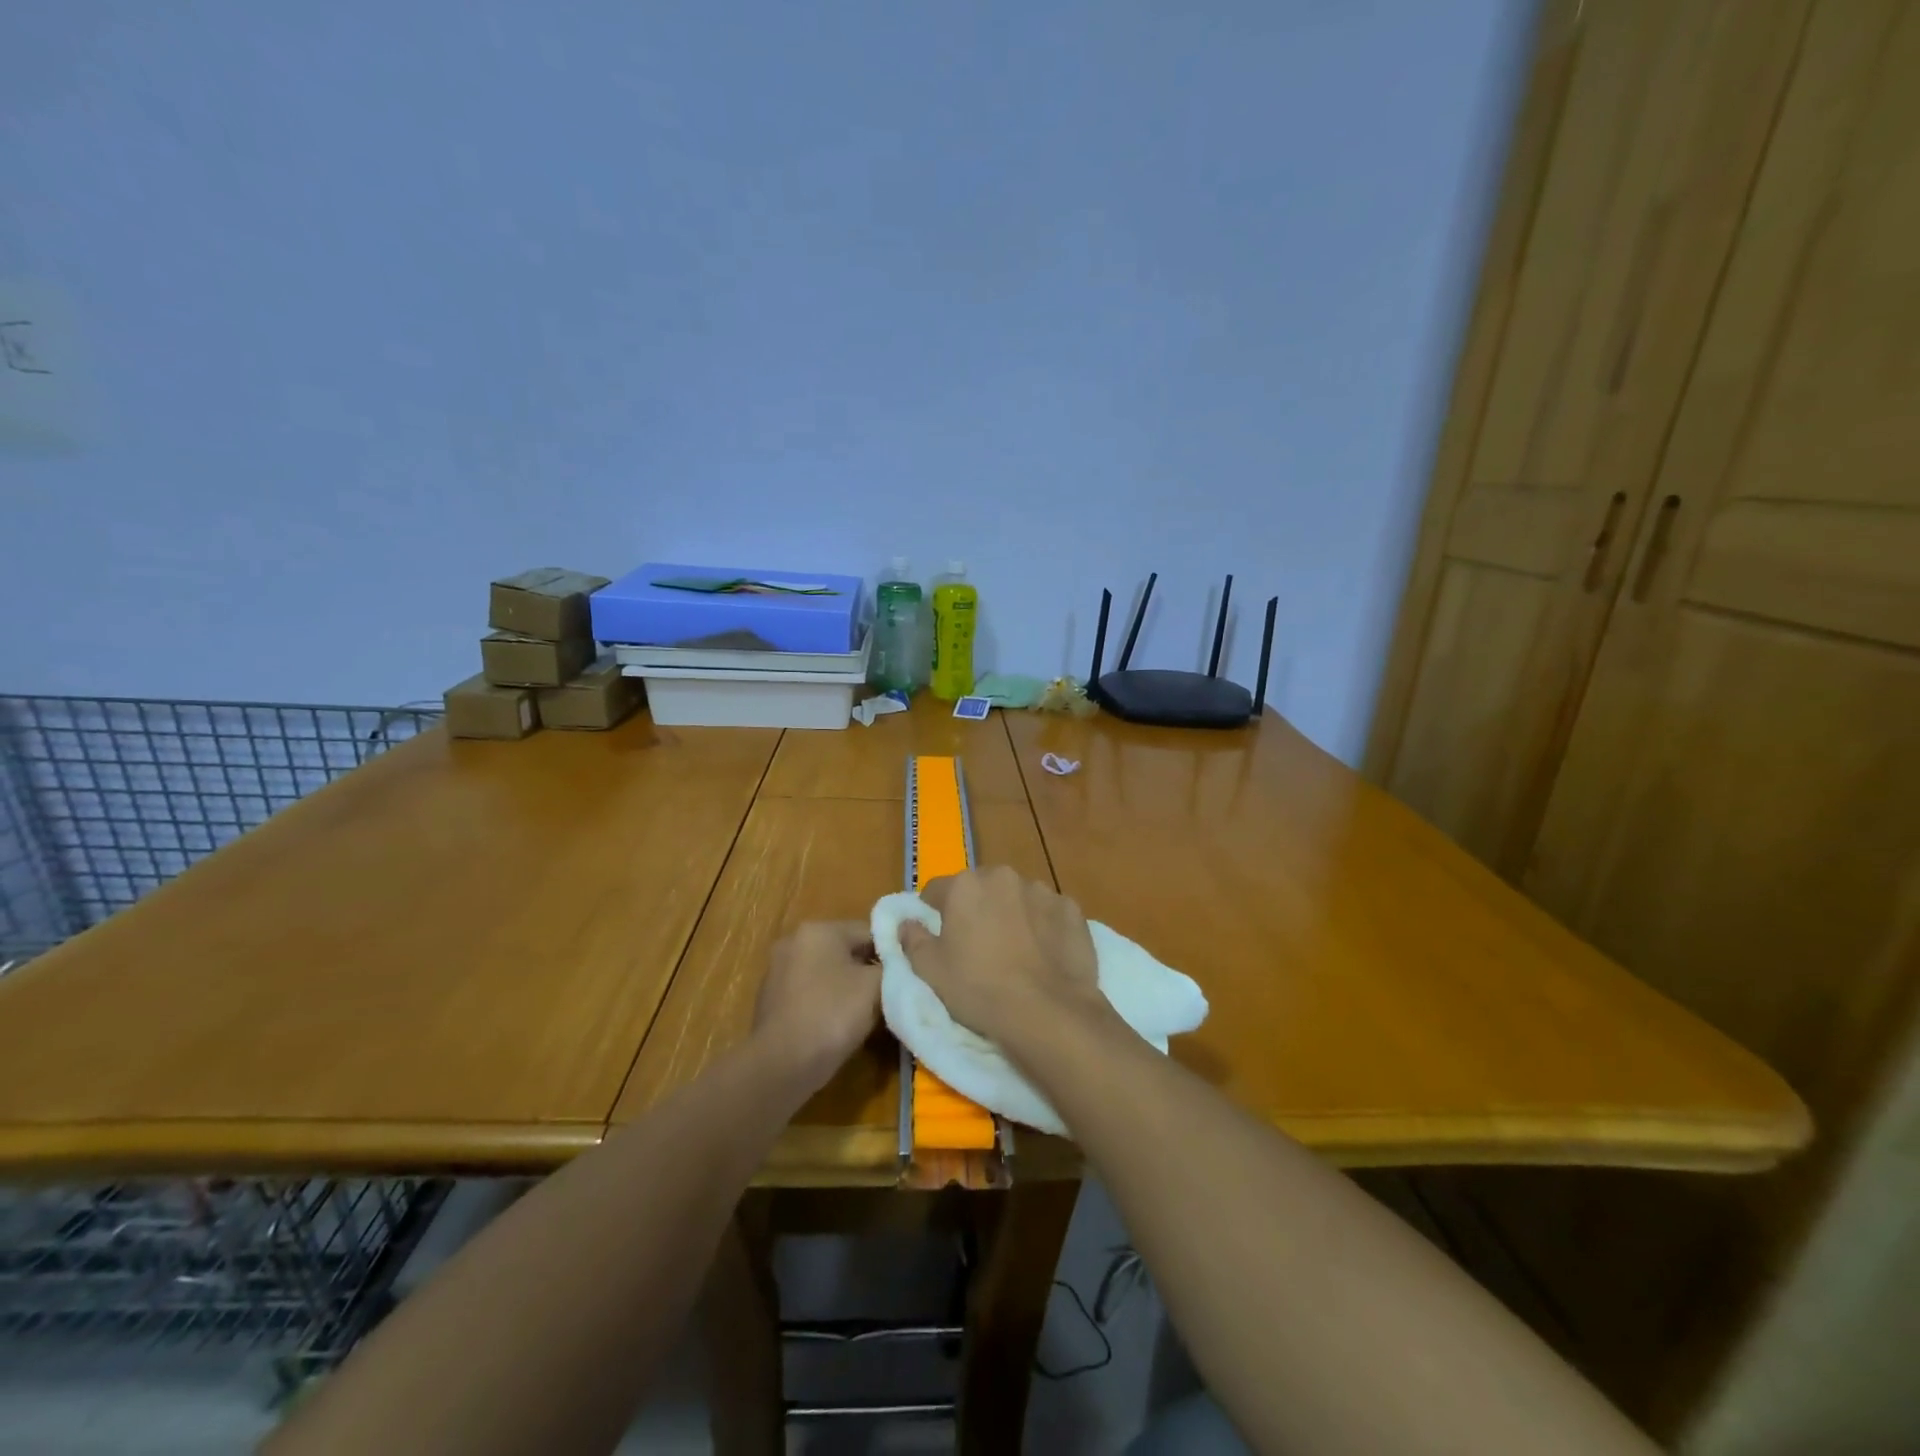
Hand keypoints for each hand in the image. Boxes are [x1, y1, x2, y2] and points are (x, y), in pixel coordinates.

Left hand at [753, 922, 882, 1085]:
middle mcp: (794, 941)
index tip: (905, 977)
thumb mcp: (875, 987)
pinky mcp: (771, 1000)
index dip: (892, 953)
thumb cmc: (831, 1015)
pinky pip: (810, 994)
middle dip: (868, 972)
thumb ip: (893, 967)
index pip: (868, 932)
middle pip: (846, 951)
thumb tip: (898, 964)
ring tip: (867, 1015)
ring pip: (828, 974)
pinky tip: (838, 1027)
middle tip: (890, 996)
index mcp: (818, 930)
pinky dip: (826, 1004)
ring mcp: (778, 971)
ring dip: (848, 989)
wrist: (780, 1066)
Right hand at [898, 866, 1107, 1046]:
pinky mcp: (1072, 909)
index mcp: (965, 885)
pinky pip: (1049, 913)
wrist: (1047, 1012)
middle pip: (981, 888)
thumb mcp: (931, 971)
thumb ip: (913, 939)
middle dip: (976, 908)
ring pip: (1017, 897)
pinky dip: (1044, 926)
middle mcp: (1003, 877)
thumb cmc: (978, 989)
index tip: (937, 935)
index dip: (933, 911)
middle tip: (977, 945)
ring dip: (1012, 914)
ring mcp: (1042, 890)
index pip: (937, 890)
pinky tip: (1044, 954)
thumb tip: (905, 923)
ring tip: (1015, 951)